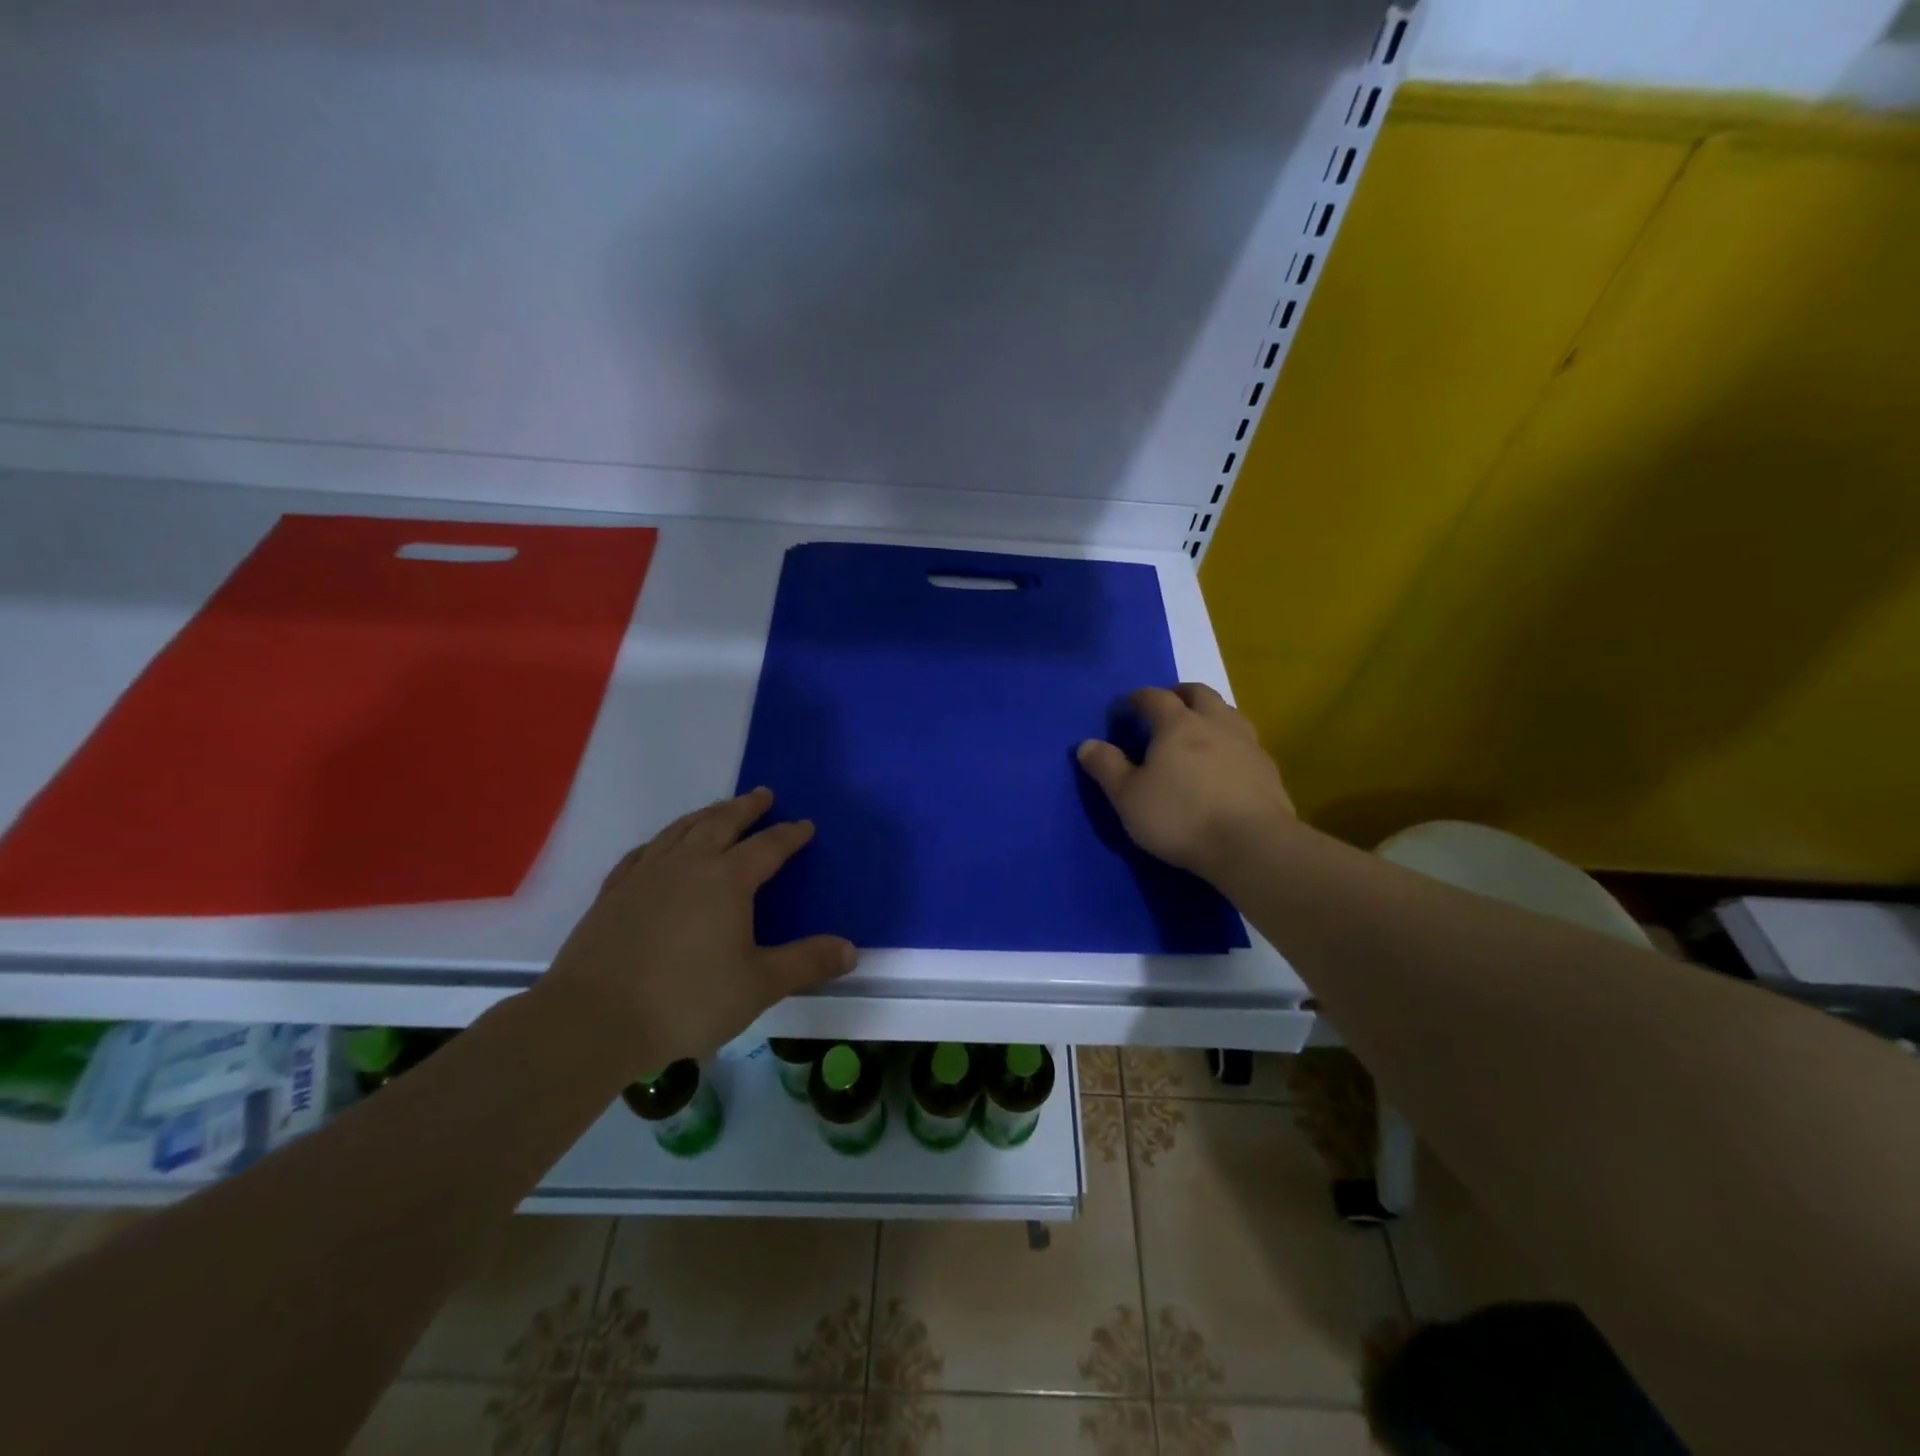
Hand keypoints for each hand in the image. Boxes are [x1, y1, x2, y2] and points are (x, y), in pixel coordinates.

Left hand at [541, 788, 856, 1072]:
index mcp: (727, 880)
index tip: (805, 825)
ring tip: (719, 810)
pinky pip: (645, 851)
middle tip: (763, 795)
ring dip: (706, 814)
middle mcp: (687, 864)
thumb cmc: (686, 1000)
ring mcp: (645, 874)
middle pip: (722, 822)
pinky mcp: (614, 891)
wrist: (593, 1020)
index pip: (768, 846)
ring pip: (682, 829)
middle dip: (746, 807)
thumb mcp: (759, 985)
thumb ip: (806, 963)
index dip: (790, 834)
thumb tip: (851, 950)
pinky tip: (662, 846)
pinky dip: (663, 839)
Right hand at [1076, 684, 1293, 879]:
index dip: (1139, 697)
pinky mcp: (1268, 769)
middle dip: (1180, 694)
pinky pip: (1246, 742)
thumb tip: (1086, 744)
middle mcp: (1215, 724)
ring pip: (1229, 713)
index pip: (1155, 697)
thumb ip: (1107, 767)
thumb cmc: (1181, 816)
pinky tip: (1226, 763)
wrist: (1251, 845)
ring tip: (1199, 730)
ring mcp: (1247, 744)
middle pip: (1200, 693)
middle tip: (1168, 706)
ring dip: (1211, 713)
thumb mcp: (1128, 797)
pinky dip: (1231, 742)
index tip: (1127, 705)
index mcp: (1178, 725)